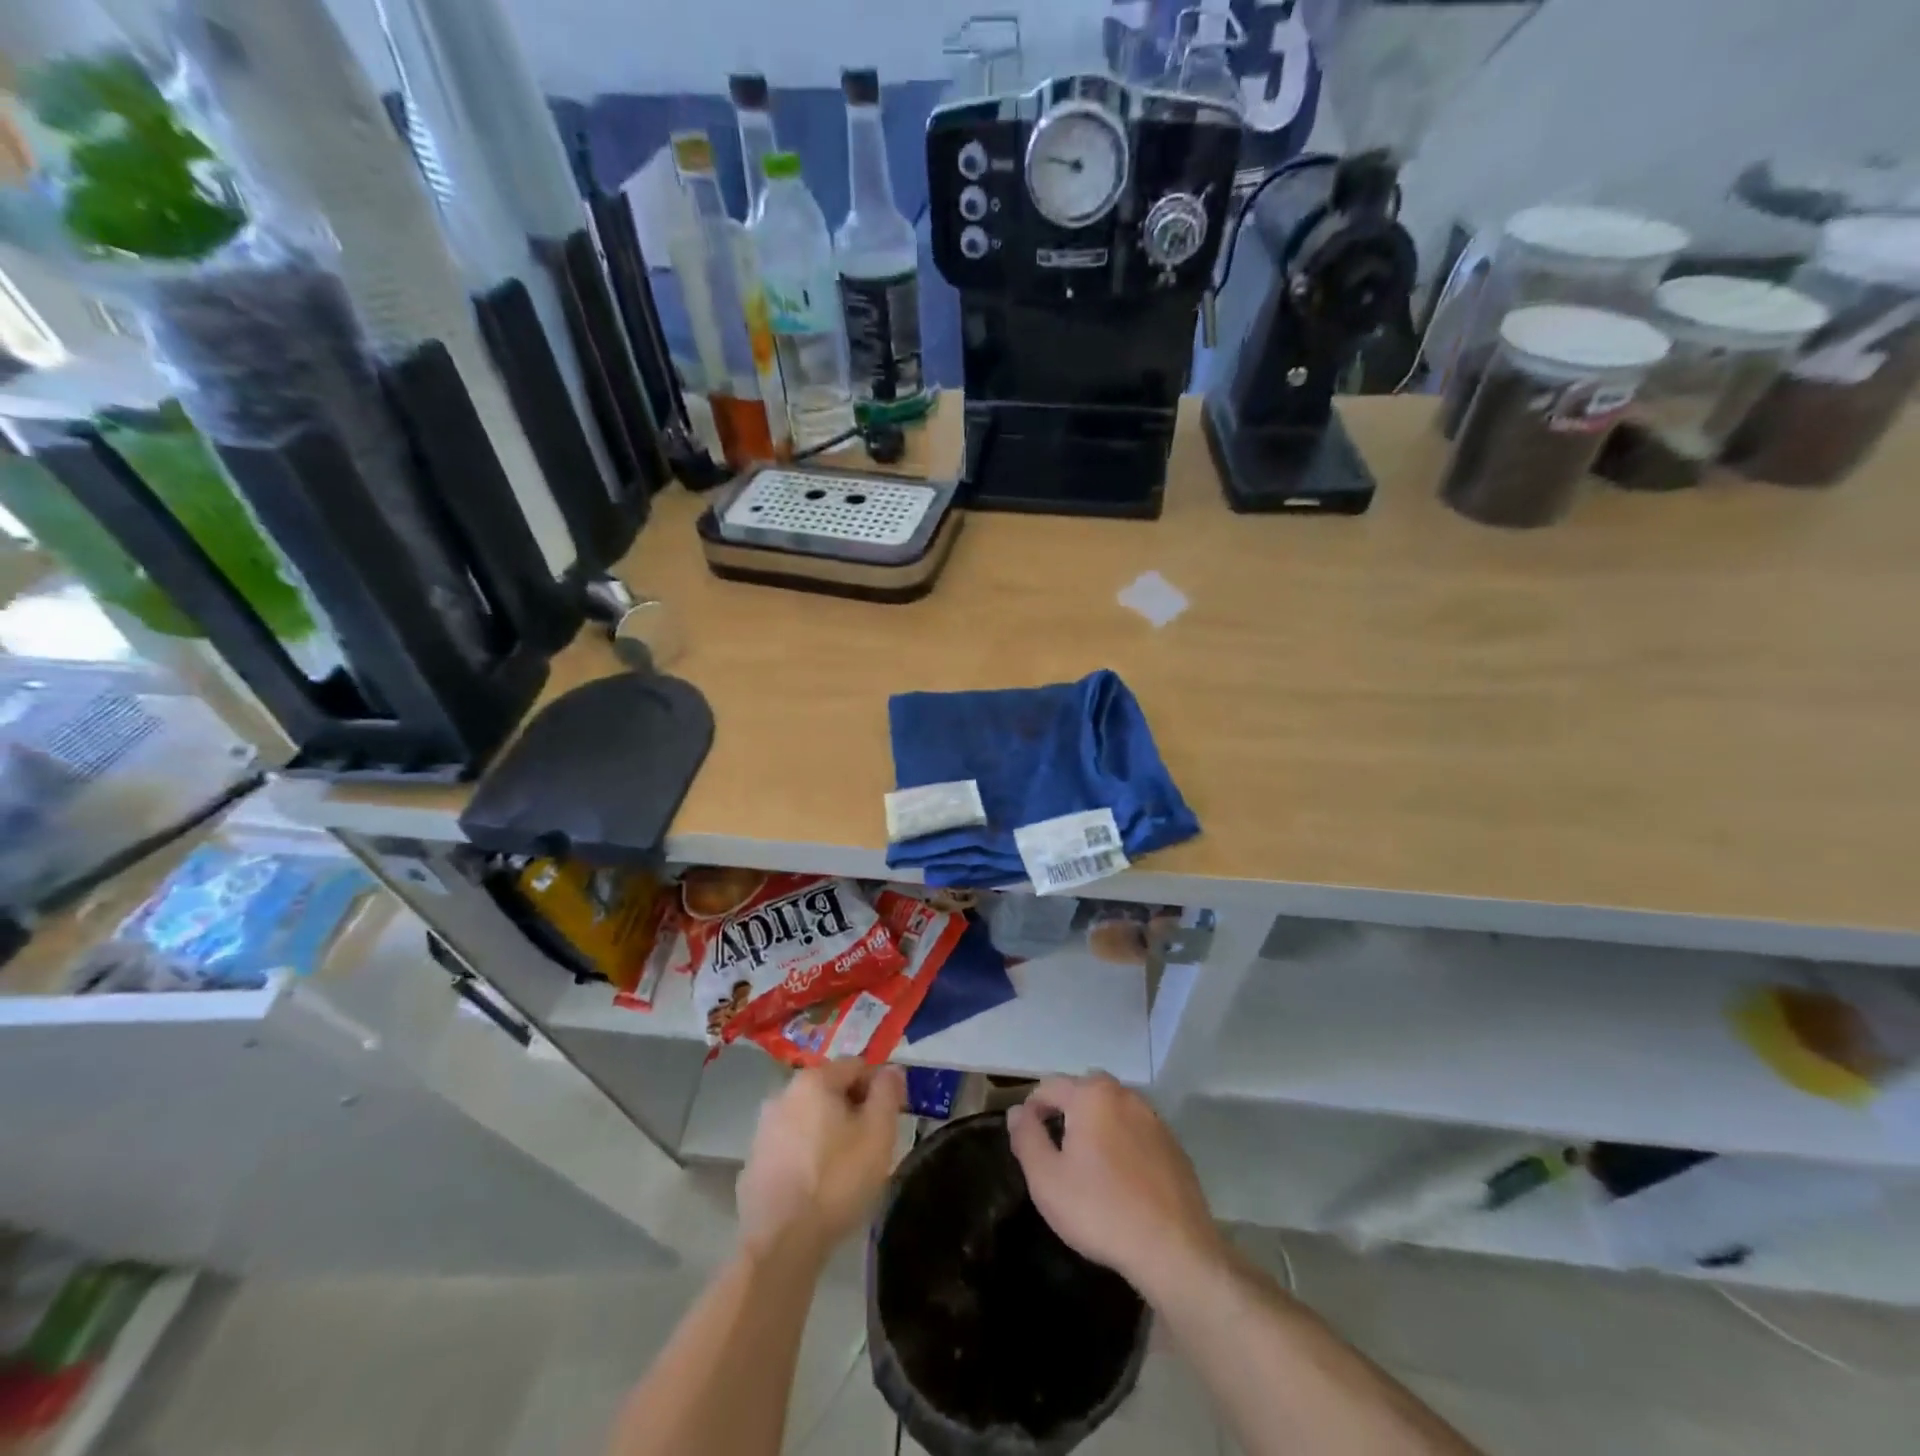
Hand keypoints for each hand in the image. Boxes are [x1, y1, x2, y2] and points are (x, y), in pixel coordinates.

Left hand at [737, 1061, 905, 1260]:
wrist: (781, 1243)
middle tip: (869, 1144)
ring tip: (844, 1167)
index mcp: (813, 1080)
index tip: (889, 1118)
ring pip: (808, 1118)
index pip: (856, 1065)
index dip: (878, 1087)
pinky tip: (816, 1185)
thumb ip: (887, 1093)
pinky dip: (805, 1154)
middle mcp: (782, 1094)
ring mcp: (762, 1129)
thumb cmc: (837, 1180)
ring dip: (827, 1131)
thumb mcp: (878, 1133)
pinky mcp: (752, 1162)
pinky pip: (789, 1146)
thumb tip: (891, 1070)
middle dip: (852, 1109)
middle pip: (830, 1090)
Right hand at [1008, 1074, 1224, 1297]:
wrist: (1174, 1250)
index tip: (1025, 1140)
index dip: (1031, 1109)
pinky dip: (1122, 1142)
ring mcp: (1153, 1118)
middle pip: (1083, 1091)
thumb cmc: (1101, 1211)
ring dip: (1096, 1125)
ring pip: (1112, 1109)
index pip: (1049, 1086)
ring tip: (1087, 1164)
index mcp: (1091, 1095)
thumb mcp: (1047, 1180)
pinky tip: (1120, 1179)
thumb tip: (1017, 1112)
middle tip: (1055, 1149)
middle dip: (1065, 1111)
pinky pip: (1136, 1131)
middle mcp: (1124, 1095)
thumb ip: (1027, 1138)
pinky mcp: (1173, 1144)